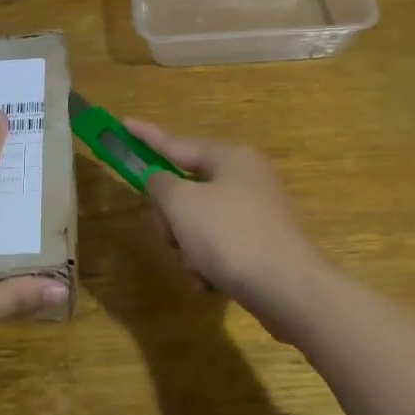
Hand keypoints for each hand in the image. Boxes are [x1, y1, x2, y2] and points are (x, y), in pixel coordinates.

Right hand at [124, 118, 332, 342]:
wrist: (289, 290)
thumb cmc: (230, 236)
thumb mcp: (182, 204)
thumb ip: (160, 184)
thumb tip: (160, 180)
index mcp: (230, 157)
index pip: (176, 143)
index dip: (146, 136)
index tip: (124, 124)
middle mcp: (247, 177)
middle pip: (188, 188)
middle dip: (170, 216)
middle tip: (164, 234)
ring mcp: (258, 211)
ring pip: (200, 220)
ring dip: (187, 246)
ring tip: (194, 267)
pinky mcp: (264, 243)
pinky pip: (220, 245)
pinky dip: (208, 261)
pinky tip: (209, 282)